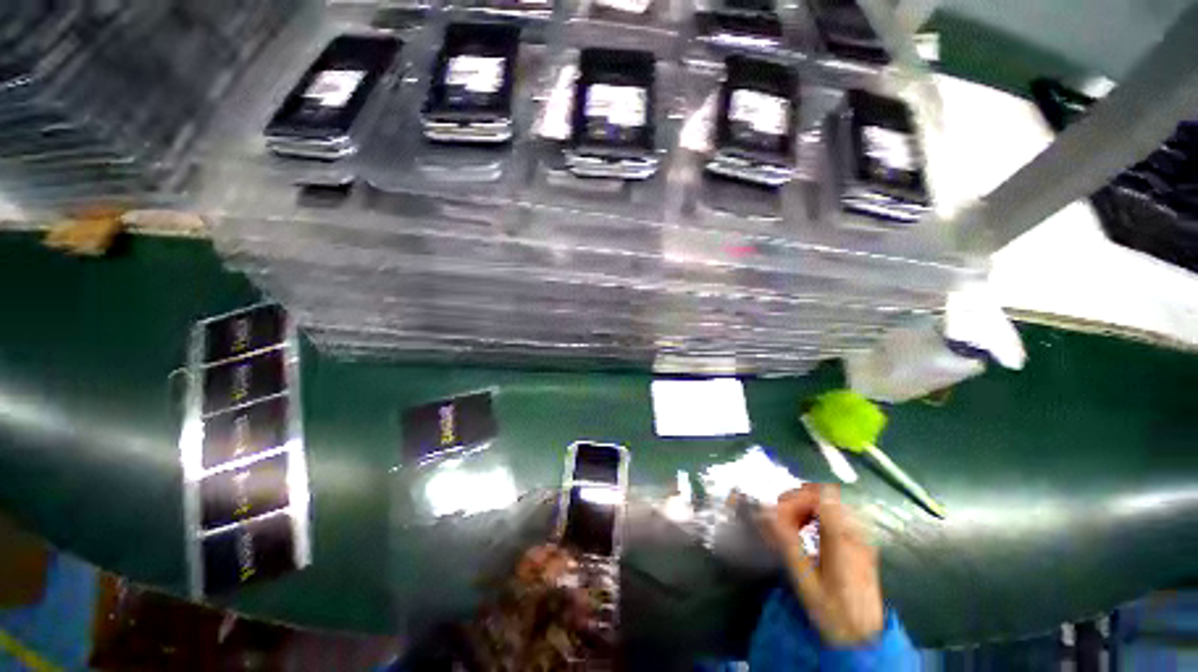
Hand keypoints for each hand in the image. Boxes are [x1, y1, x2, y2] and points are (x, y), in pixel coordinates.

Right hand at [757, 484, 884, 644]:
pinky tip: (805, 530)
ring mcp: (860, 535)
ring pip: (829, 501)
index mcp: (843, 539)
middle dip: (796, 500)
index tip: (776, 513)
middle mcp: (856, 531)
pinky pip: (835, 513)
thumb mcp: (804, 580)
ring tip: (789, 525)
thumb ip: (786, 541)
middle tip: (778, 519)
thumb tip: (764, 511)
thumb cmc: (832, 612)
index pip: (820, 496)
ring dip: (804, 506)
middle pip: (824, 494)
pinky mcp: (859, 541)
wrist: (863, 638)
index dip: (794, 497)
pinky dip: (815, 514)